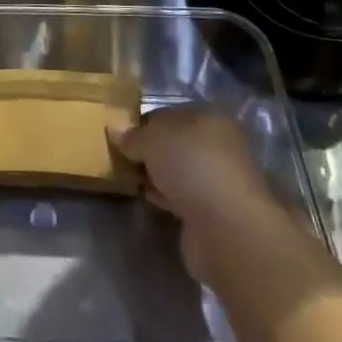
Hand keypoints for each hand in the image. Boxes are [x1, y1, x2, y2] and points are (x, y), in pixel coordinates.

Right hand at [109, 107, 298, 282]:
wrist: (226, 228)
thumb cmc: (192, 166)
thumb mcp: (153, 139)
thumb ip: (133, 135)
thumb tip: (114, 127)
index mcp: (211, 119)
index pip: (169, 114)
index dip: (143, 122)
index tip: (119, 134)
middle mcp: (219, 146)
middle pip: (175, 143)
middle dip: (149, 150)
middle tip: (120, 156)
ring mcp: (218, 181)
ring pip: (178, 171)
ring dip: (156, 175)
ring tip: (127, 177)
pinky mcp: (213, 212)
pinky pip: (181, 197)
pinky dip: (164, 196)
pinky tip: (146, 197)